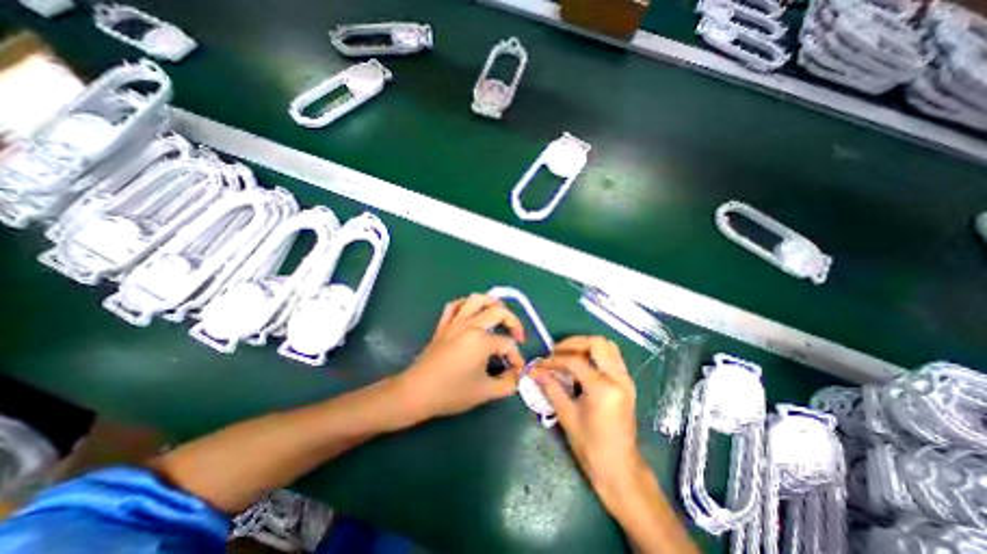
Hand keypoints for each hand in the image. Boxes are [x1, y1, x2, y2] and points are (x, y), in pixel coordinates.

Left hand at [395, 296, 531, 421]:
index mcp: (481, 340)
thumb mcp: (485, 392)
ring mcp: (455, 322)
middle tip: (517, 336)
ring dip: (492, 303)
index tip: (518, 370)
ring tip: (500, 314)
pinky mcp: (443, 324)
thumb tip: (518, 375)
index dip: (517, 357)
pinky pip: (455, 305)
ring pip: (476, 299)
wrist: (417, 392)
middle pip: (498, 312)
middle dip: (513, 322)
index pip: (507, 344)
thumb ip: (508, 383)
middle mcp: (470, 324)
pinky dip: (466, 304)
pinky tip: (472, 311)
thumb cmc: (451, 392)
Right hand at [529, 338, 645, 487]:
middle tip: (556, 352)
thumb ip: (550, 388)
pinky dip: (595, 353)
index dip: (553, 360)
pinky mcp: (627, 383)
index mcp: (603, 388)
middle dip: (573, 343)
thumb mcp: (567, 416)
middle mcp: (618, 378)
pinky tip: (581, 364)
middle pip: (597, 343)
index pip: (574, 361)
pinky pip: (612, 356)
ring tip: (567, 355)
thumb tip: (533, 371)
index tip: (538, 364)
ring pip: (608, 346)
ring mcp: (626, 379)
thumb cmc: (591, 447)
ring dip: (586, 345)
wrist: (620, 469)